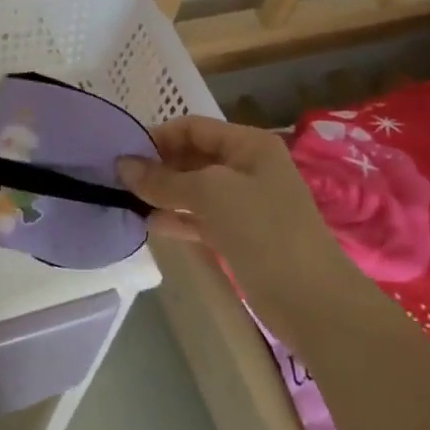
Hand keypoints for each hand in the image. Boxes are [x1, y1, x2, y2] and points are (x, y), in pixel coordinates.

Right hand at [118, 116, 363, 349]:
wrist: (313, 301)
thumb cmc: (264, 231)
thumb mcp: (211, 194)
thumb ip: (164, 179)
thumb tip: (122, 166)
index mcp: (248, 144)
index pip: (193, 127)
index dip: (157, 137)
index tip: (121, 154)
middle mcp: (246, 167)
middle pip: (192, 156)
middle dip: (157, 166)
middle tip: (117, 179)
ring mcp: (244, 203)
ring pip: (193, 189)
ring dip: (162, 193)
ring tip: (125, 201)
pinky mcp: (239, 235)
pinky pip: (199, 217)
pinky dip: (175, 218)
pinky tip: (148, 224)